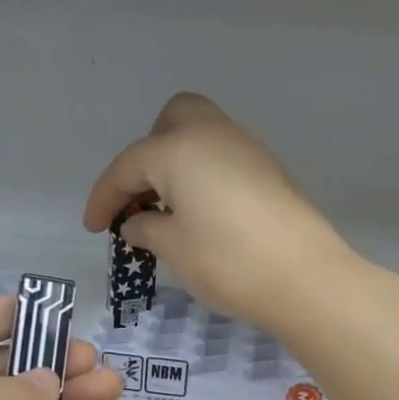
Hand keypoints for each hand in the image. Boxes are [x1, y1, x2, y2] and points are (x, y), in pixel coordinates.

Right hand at [83, 92, 357, 331]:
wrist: (305, 278)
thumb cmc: (227, 261)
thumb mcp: (174, 248)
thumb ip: (147, 229)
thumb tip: (136, 224)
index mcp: (178, 148)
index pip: (127, 166)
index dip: (103, 197)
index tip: (93, 228)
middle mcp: (212, 134)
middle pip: (170, 122)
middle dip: (147, 154)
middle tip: (141, 197)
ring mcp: (246, 149)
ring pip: (201, 136)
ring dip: (176, 164)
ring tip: (168, 211)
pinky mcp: (269, 170)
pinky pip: (223, 158)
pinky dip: (203, 176)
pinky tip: (202, 214)